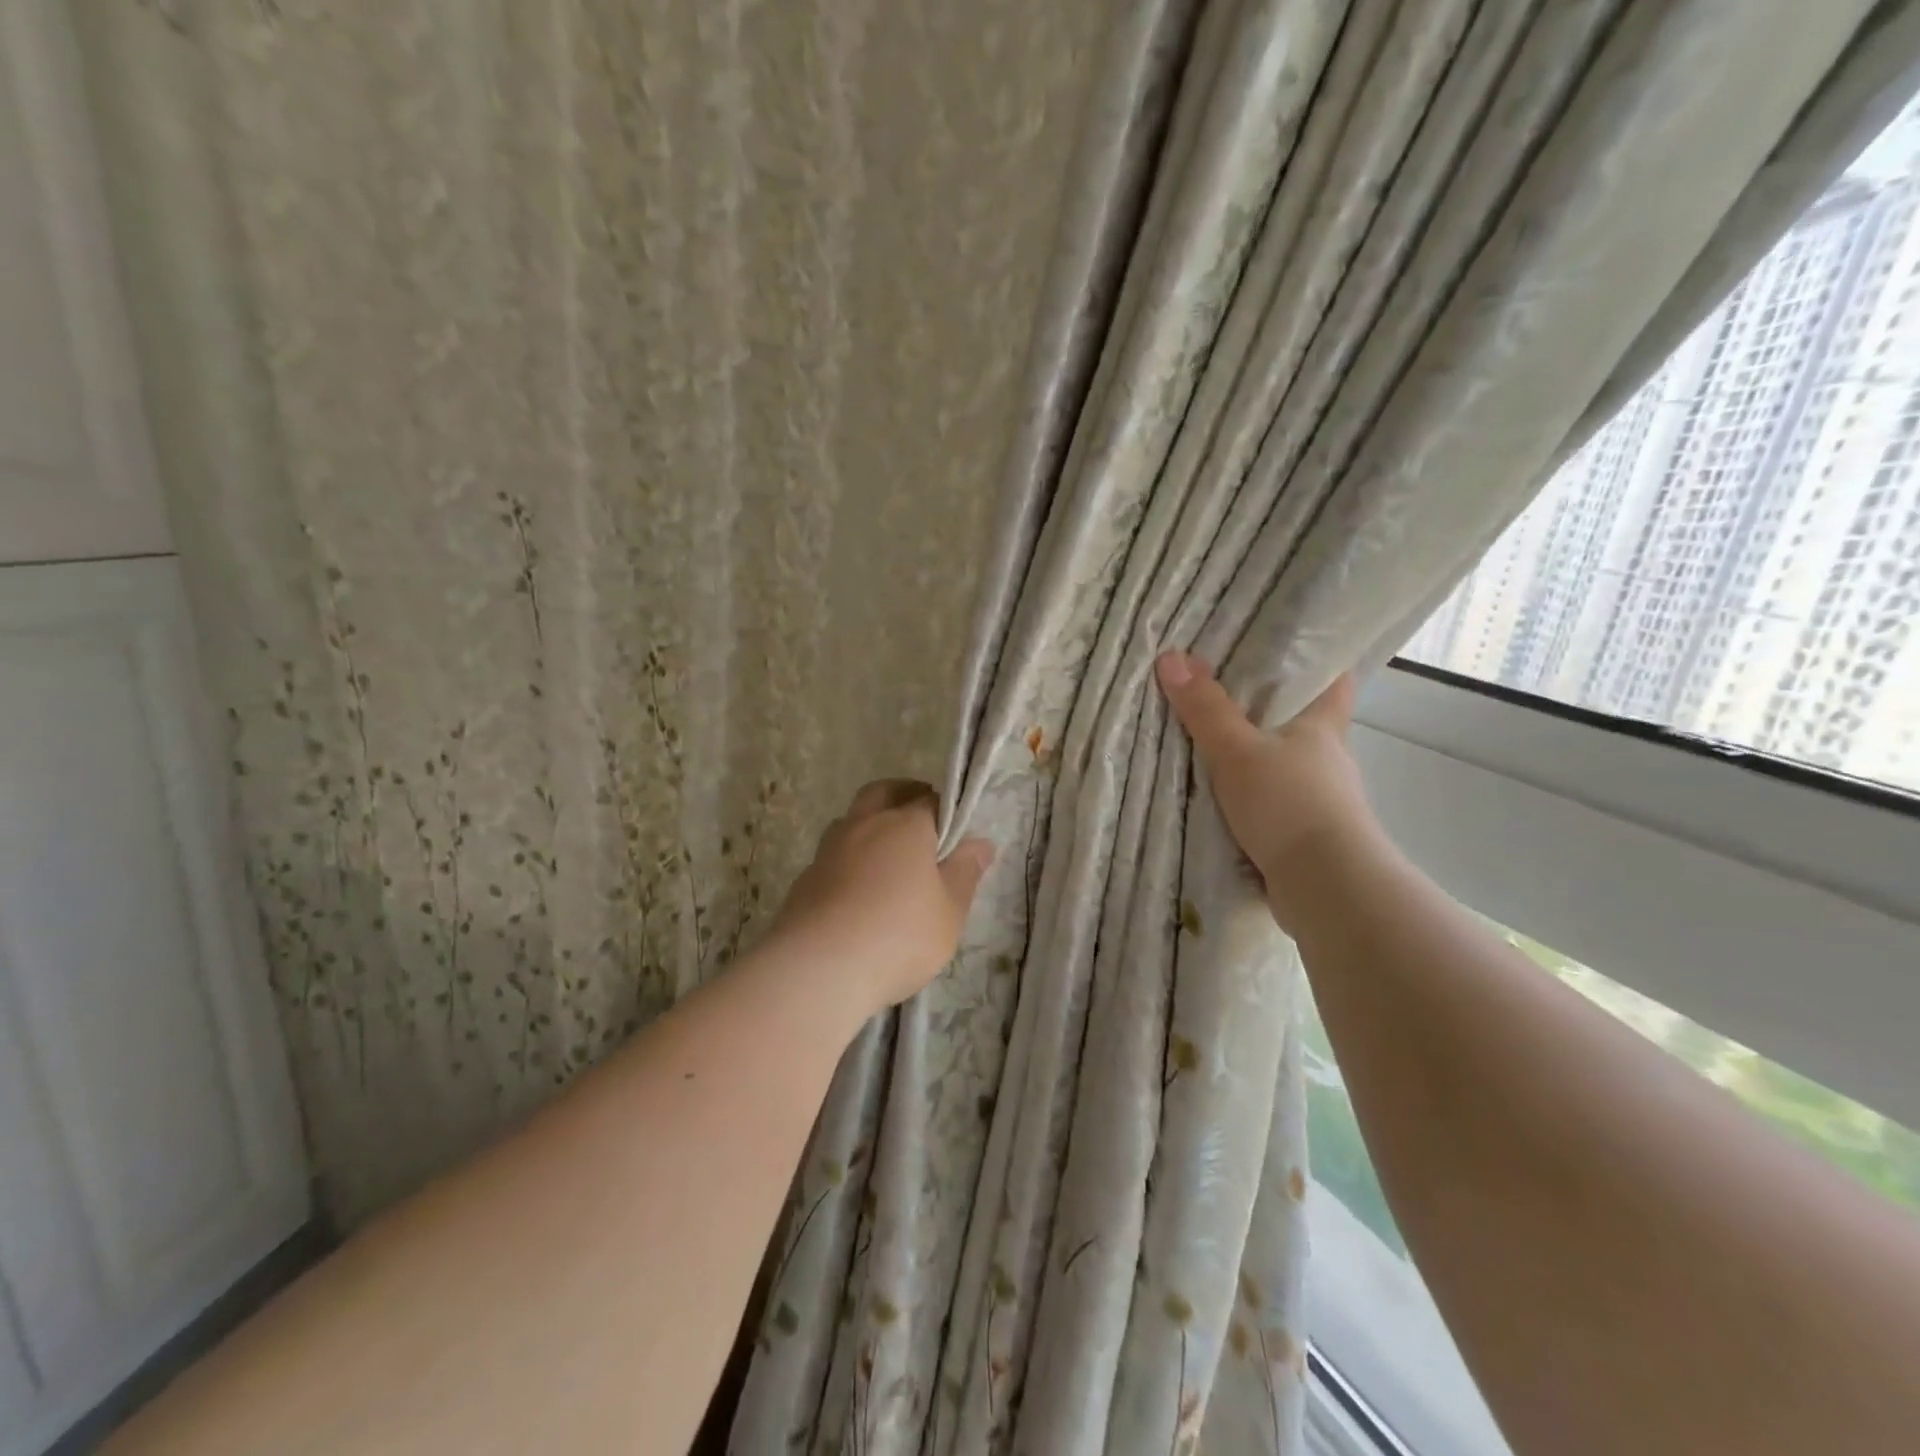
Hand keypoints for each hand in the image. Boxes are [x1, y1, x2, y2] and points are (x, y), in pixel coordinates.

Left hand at [769, 780, 994, 1013]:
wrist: (818, 969)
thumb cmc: (898, 936)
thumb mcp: (950, 911)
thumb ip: (965, 873)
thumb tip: (981, 843)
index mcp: (905, 825)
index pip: (930, 800)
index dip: (945, 811)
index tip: (954, 832)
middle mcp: (864, 825)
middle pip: (882, 793)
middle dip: (901, 796)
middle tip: (919, 820)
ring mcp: (829, 850)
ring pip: (851, 821)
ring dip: (870, 828)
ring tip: (887, 861)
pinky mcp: (805, 878)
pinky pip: (833, 857)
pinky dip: (849, 863)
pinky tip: (858, 894)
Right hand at [1155, 651, 1381, 933]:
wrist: (1325, 887)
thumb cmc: (1289, 803)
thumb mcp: (1237, 751)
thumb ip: (1205, 709)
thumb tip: (1171, 656)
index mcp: (1323, 726)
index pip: (1335, 680)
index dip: (1317, 662)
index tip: (1286, 650)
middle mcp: (1327, 759)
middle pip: (1303, 723)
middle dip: (1269, 711)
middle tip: (1222, 694)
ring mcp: (1319, 800)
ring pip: (1284, 766)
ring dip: (1256, 759)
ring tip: (1209, 747)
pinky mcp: (1305, 834)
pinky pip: (1272, 803)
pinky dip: (1250, 799)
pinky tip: (1218, 799)